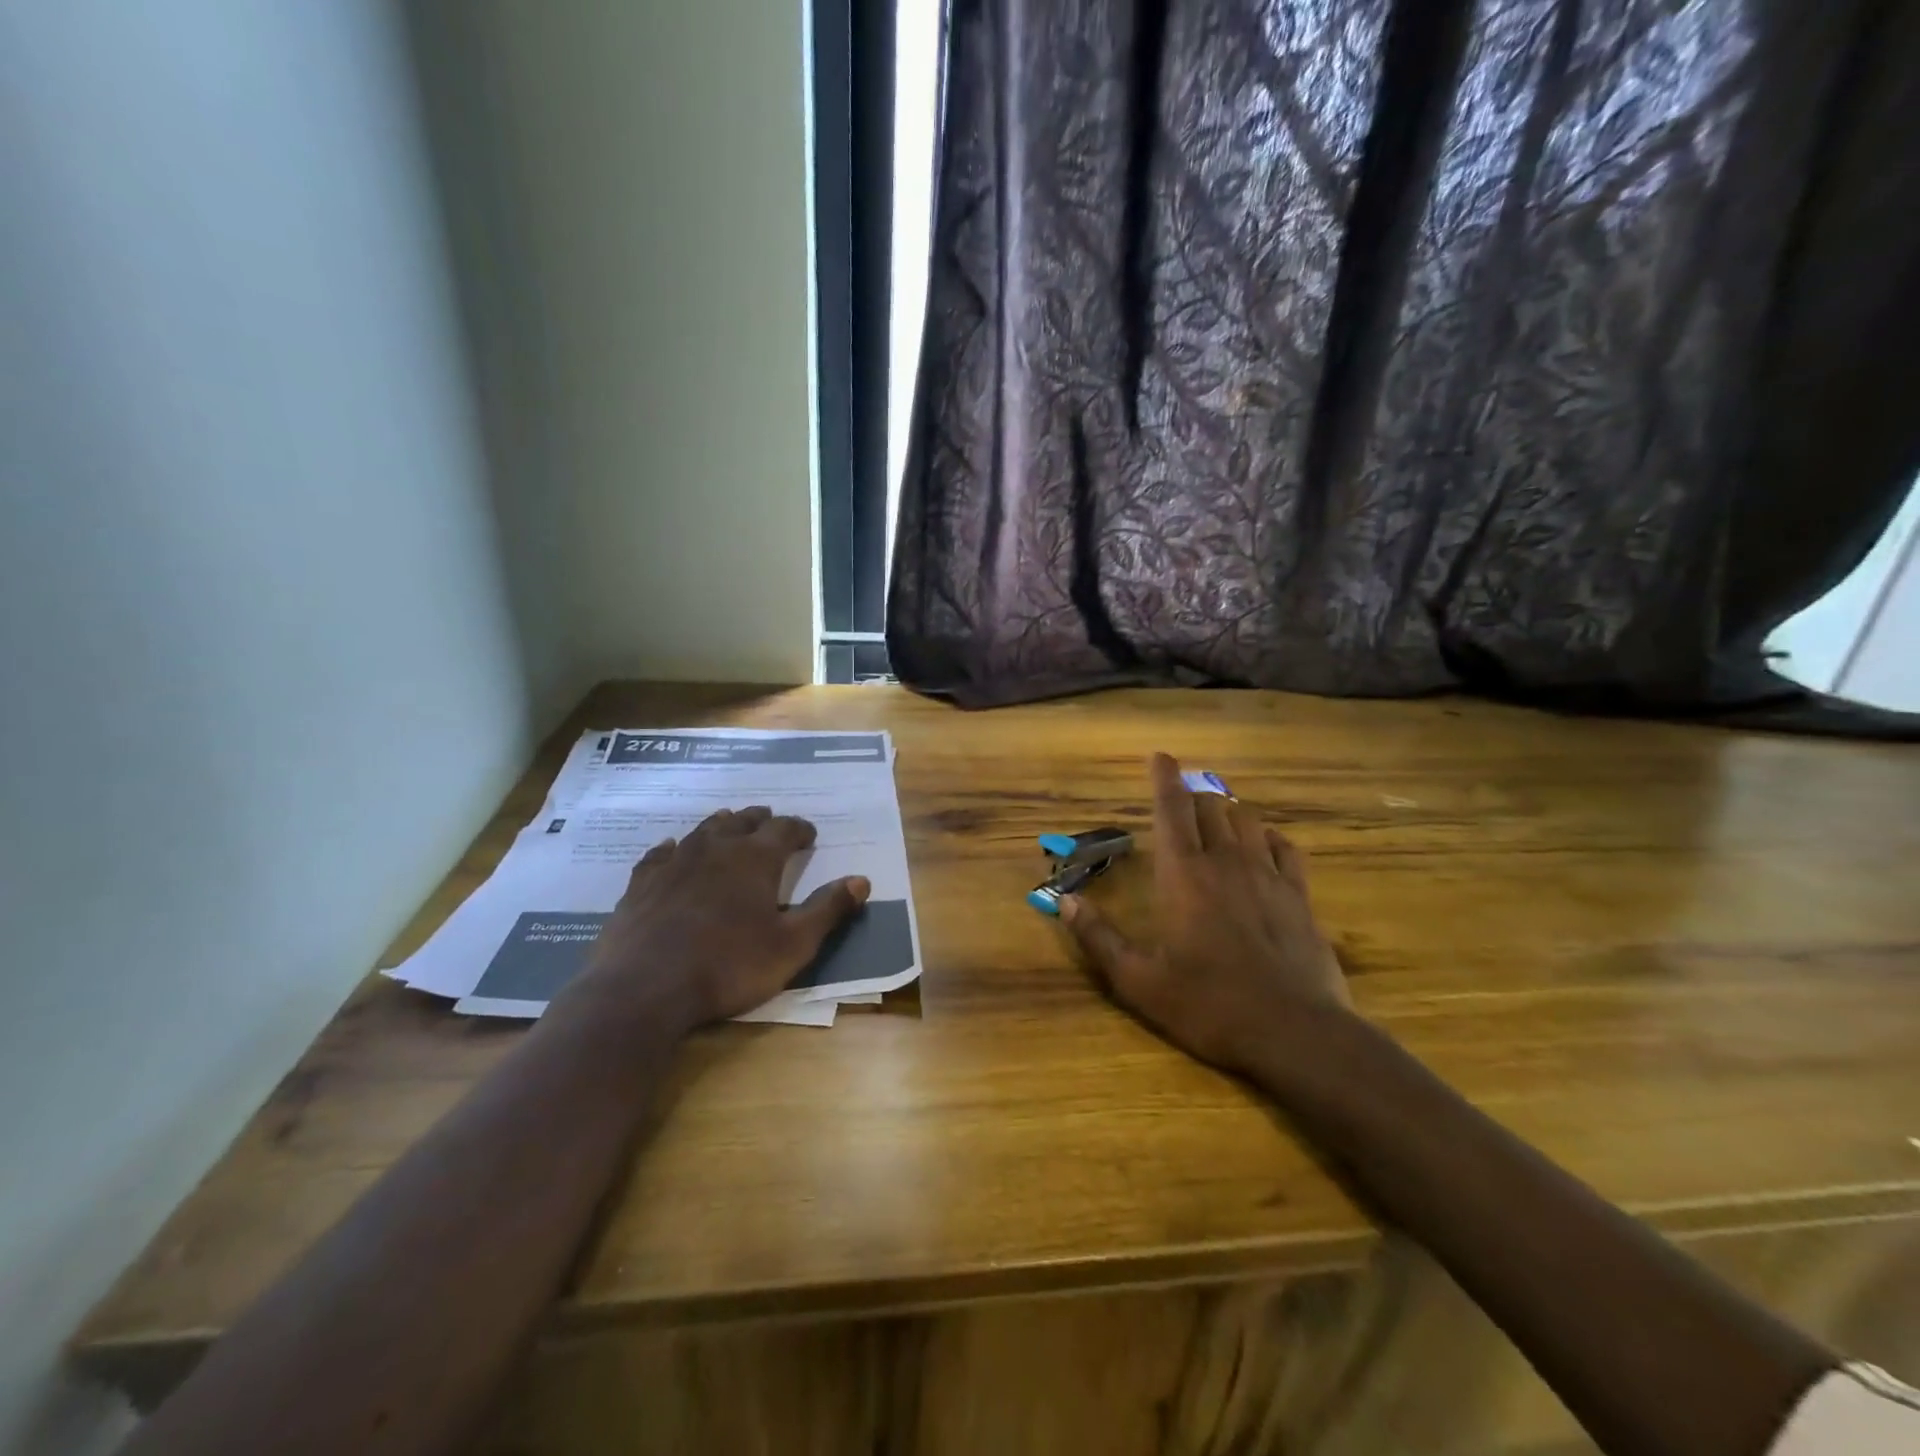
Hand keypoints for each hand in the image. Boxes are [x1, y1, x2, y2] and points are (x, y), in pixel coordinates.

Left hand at [567, 807, 869, 1028]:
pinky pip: (660, 854)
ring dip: (721, 825)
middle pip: (743, 822)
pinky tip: (671, 848)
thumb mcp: (792, 945)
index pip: (784, 829)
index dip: (800, 829)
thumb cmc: (729, 966)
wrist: (645, 988)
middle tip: (770, 820)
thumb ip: (827, 910)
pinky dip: (672, 847)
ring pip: (703, 831)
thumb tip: (861, 880)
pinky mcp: (642, 883)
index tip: (809, 834)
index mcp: (755, 859)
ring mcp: (675, 863)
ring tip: (730, 823)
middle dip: (761, 820)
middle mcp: (716, 849)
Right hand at [1060, 753, 1349, 1072]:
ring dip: (1227, 812)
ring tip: (1215, 818)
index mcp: (1183, 874)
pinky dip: (1267, 837)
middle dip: (1192, 795)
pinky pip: (1284, 847)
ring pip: (1247, 820)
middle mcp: (1225, 862)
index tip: (1159, 756)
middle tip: (1180, 798)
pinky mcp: (1299, 896)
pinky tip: (1262, 845)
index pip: (1171, 809)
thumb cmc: (1208, 1004)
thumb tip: (1064, 902)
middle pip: (1210, 806)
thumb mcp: (1138, 980)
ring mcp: (1267, 876)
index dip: (1163, 778)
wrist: (1294, 1032)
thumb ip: (1098, 938)